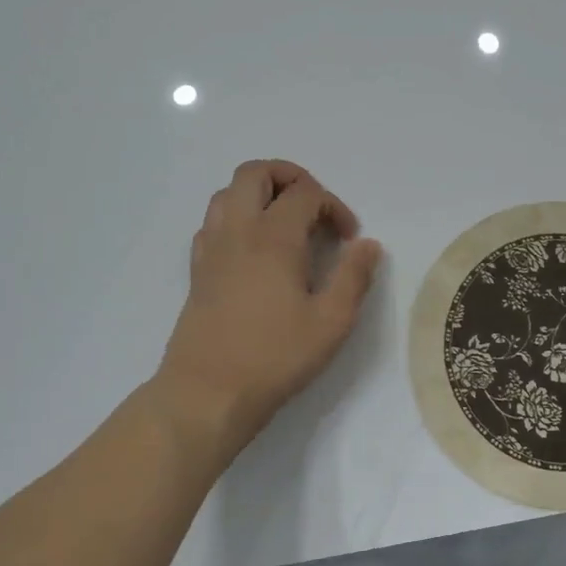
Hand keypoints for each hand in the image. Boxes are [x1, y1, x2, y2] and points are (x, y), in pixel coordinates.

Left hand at [156, 159, 383, 449]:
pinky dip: (236, 218)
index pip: (306, 193)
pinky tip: (254, 250)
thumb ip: (353, 277)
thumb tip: (368, 244)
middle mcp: (238, 231)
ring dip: (259, 194)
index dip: (334, 206)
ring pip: (227, 193)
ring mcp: (211, 249)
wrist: (207, 393)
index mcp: (274, 237)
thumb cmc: (274, 357)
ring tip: (285, 224)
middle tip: (314, 209)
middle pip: (256, 173)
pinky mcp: (197, 270)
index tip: (349, 239)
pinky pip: (213, 222)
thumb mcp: (331, 322)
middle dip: (290, 178)